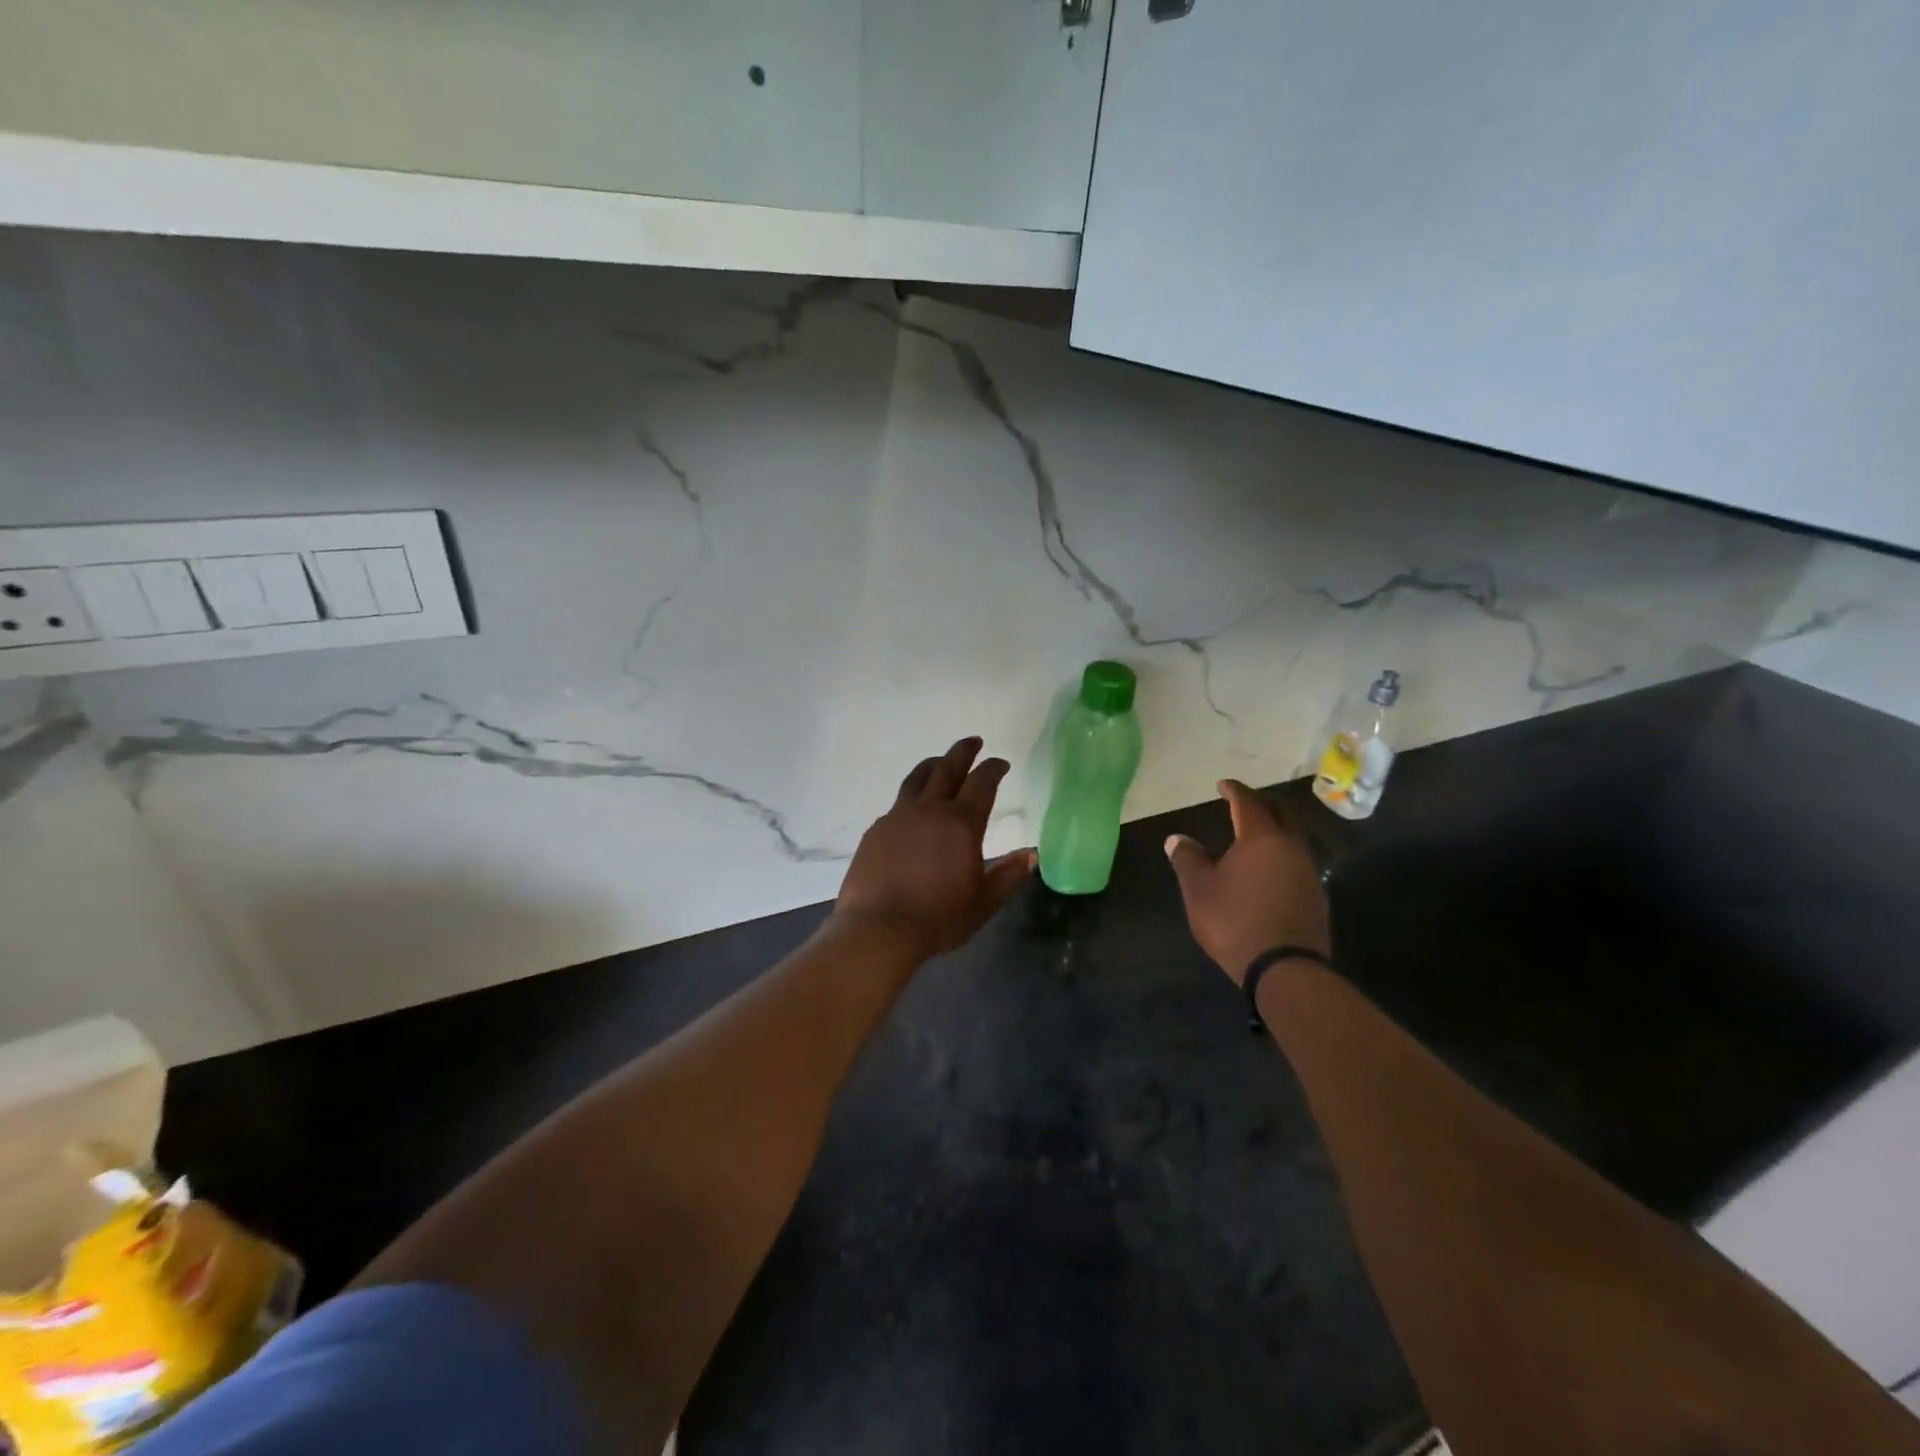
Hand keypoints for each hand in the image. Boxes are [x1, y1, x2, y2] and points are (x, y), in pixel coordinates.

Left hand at [834, 737, 1035, 961]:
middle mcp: (930, 810)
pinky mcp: (876, 830)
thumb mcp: (983, 902)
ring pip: (917, 779)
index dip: (993, 769)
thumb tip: (1031, 855)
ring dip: (933, 764)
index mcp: (961, 824)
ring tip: (940, 760)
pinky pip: (897, 804)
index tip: (1001, 763)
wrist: (879, 928)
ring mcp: (898, 817)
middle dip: (963, 752)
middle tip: (973, 741)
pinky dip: (911, 797)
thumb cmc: (938, 918)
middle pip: (948, 768)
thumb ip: (1008, 875)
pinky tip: (912, 809)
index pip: (982, 783)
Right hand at [1164, 779, 1329, 984]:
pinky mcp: (1317, 896)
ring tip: (1255, 836)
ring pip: (1293, 838)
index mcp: (1260, 838)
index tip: (1222, 785)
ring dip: (1275, 830)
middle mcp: (1290, 847)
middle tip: (1244, 804)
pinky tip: (1270, 869)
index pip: (1248, 803)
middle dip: (1262, 804)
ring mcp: (1308, 872)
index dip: (1234, 791)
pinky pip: (1298, 862)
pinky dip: (1282, 855)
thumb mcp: (1199, 890)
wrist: (1285, 970)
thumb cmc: (1235, 921)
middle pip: (1281, 814)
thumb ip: (1188, 859)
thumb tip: (1177, 838)